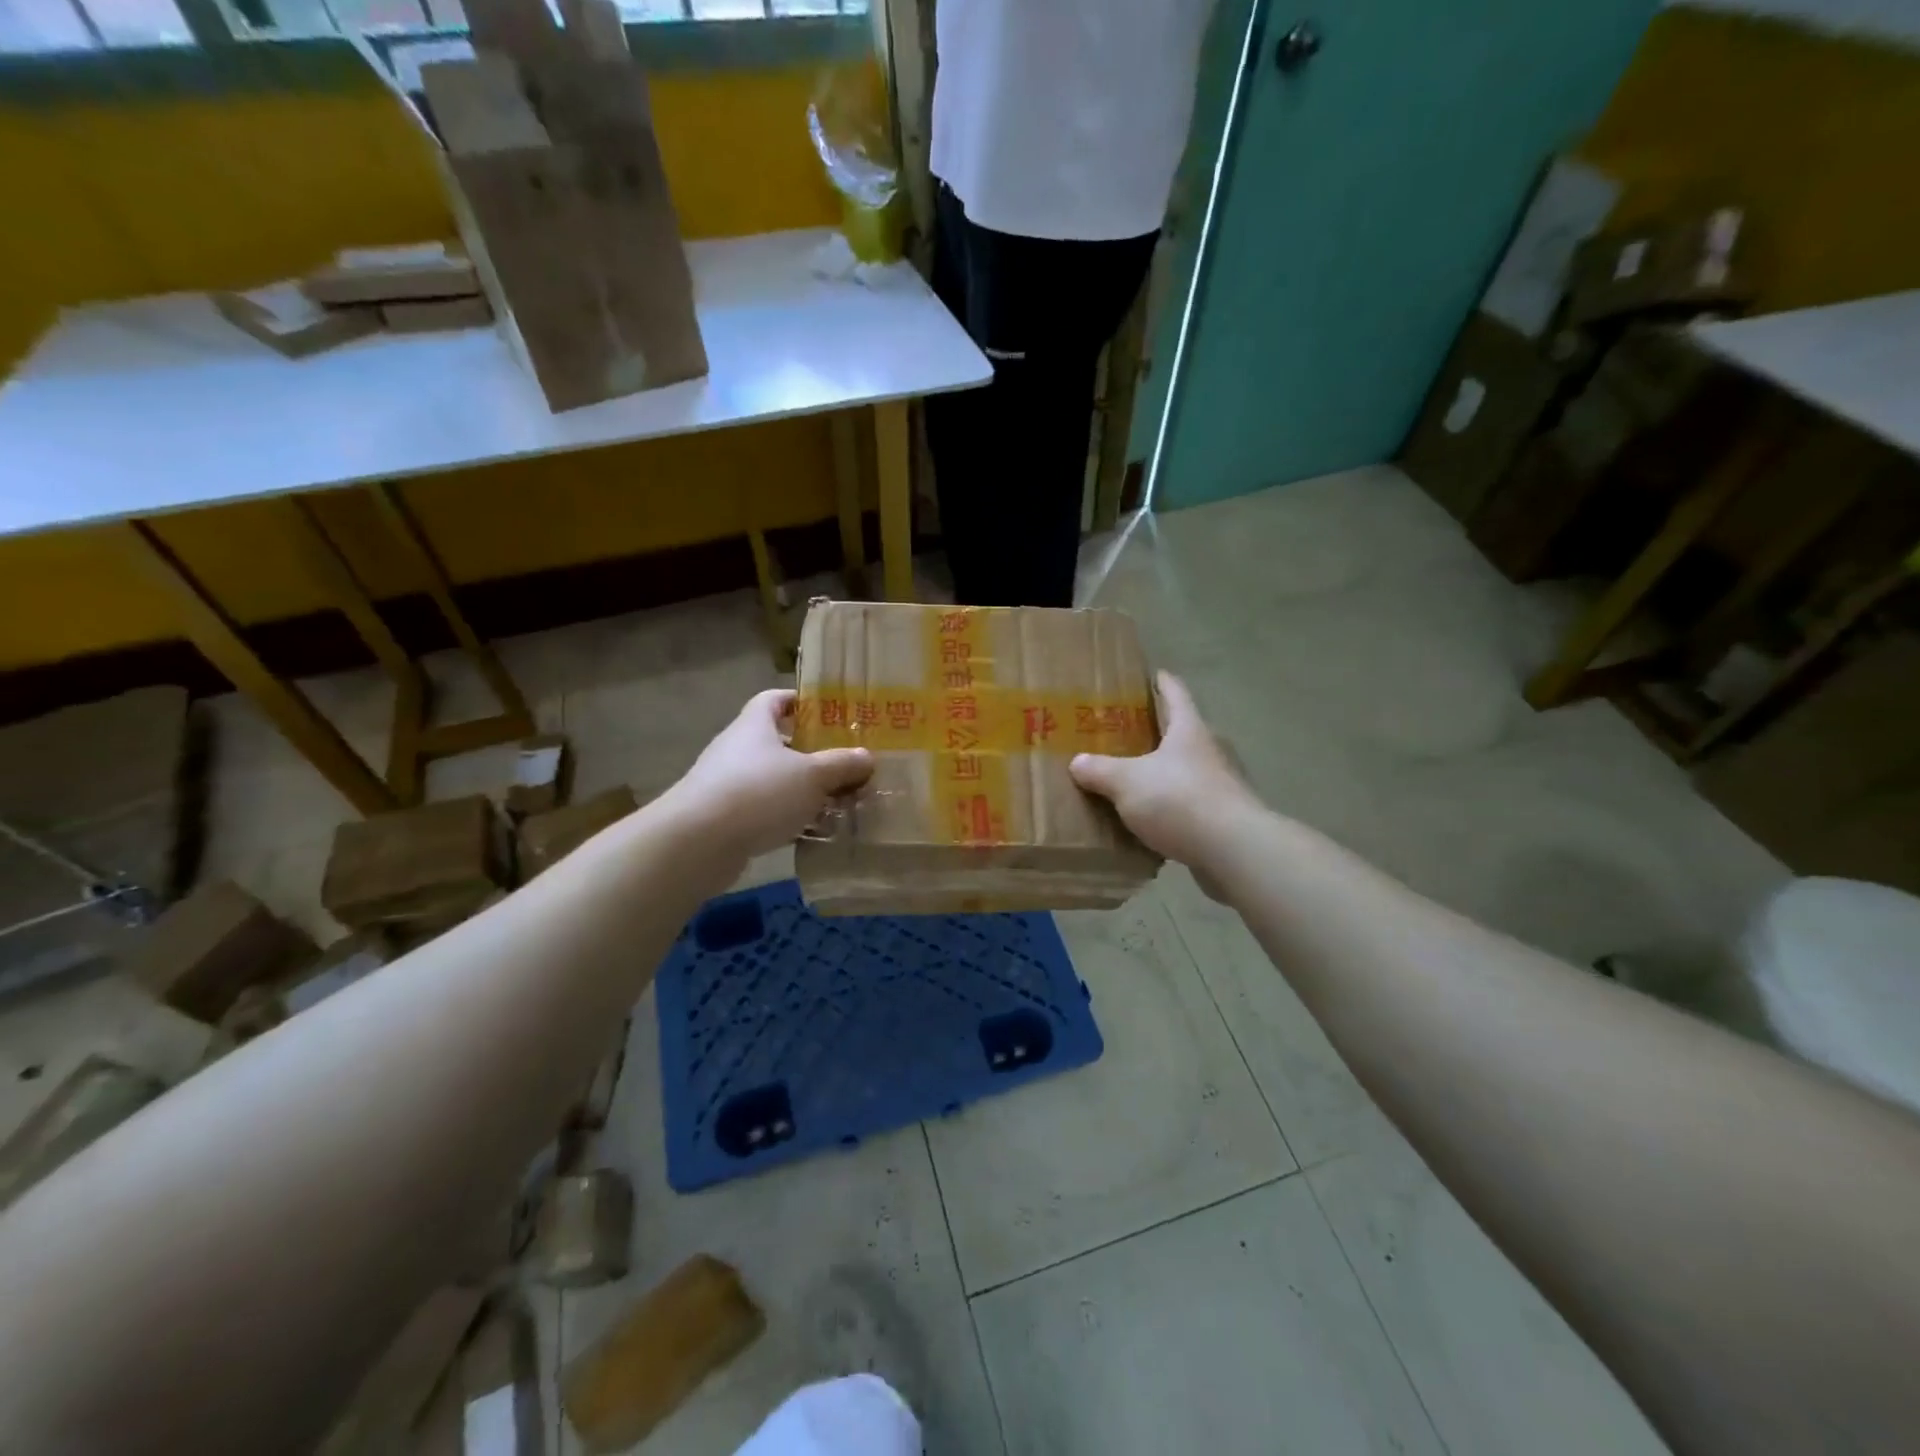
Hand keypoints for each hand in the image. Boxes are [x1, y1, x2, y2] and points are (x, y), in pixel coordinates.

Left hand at [666, 689, 873, 860]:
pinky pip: (764, 811)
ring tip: (837, 801)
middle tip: (843, 763)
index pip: (774, 700)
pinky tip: (811, 832)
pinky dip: (787, 818)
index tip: (827, 711)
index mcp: (755, 725)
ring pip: (772, 780)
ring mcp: (727, 784)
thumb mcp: (812, 776)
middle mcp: (737, 749)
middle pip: (776, 742)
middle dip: (810, 752)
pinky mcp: (724, 818)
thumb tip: (866, 757)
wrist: (697, 842)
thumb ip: (841, 765)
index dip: (799, 701)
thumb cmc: (759, 792)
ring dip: (801, 789)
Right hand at [1070, 672, 1262, 884]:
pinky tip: (1149, 823)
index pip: (1176, 695)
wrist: (1233, 850)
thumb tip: (1078, 762)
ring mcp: (1219, 787)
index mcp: (1189, 730)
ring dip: (1163, 774)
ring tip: (1133, 779)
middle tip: (1127, 731)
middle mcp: (1208, 752)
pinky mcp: (1221, 820)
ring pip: (1185, 772)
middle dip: (1158, 732)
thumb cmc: (1179, 799)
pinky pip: (1187, 807)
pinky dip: (1169, 810)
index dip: (1163, 683)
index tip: (1155, 674)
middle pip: (1182, 734)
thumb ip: (1100, 770)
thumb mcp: (1127, 782)